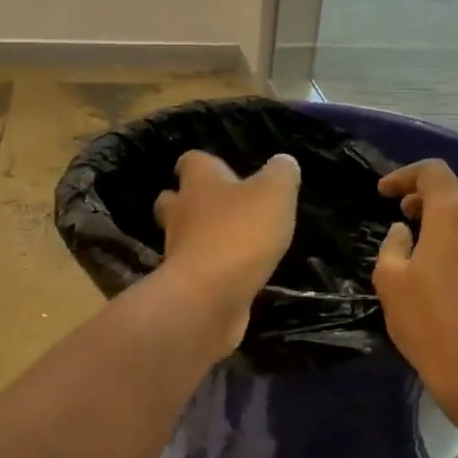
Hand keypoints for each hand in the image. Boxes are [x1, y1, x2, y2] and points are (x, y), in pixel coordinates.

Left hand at [153, 150, 299, 354]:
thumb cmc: (240, 233)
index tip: (218, 169)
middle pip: (173, 200)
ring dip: (200, 239)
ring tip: (231, 245)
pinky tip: (233, 277)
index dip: (204, 164)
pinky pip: (195, 272)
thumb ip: (281, 175)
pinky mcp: (184, 285)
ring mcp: (177, 251)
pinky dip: (209, 272)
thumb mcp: (274, 195)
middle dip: (189, 202)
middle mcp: (180, 213)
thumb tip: (283, 162)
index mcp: (199, 183)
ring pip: (182, 237)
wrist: (208, 297)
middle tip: (217, 208)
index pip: (191, 161)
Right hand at [373, 159, 457, 419]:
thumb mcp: (391, 283)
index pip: (433, 172)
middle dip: (432, 191)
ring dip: (453, 214)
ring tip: (427, 239)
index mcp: (454, 216)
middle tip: (406, 213)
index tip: (383, 193)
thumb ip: (393, 246)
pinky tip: (451, 267)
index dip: (405, 176)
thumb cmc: (428, 324)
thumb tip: (404, 231)